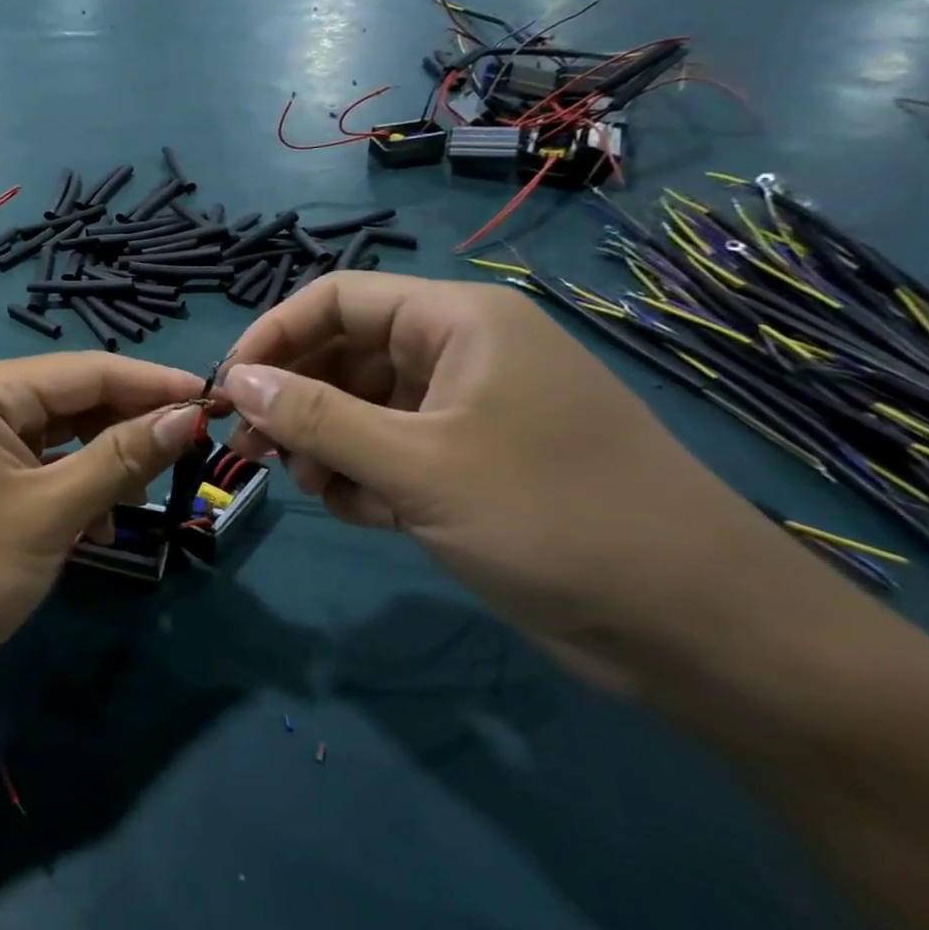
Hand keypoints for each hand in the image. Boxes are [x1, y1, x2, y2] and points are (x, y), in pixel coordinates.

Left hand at [0, 355, 207, 690]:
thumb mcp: (51, 513)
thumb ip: (121, 458)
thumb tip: (188, 416)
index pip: (89, 370)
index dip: (155, 385)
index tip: (217, 399)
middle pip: (75, 397)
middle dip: (129, 427)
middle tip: (185, 457)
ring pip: (60, 431)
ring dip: (103, 462)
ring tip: (136, 502)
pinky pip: (37, 460)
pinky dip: (72, 484)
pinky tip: (97, 524)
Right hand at [219, 273, 798, 690]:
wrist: (700, 630)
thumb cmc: (551, 518)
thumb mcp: (414, 465)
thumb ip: (315, 417)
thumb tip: (236, 380)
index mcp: (457, 321)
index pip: (337, 299)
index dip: (274, 335)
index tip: (228, 387)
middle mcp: (460, 351)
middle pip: (345, 353)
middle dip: (294, 400)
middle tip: (253, 449)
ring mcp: (468, 408)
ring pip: (362, 406)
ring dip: (326, 444)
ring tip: (316, 489)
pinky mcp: (474, 460)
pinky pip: (392, 448)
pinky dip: (364, 476)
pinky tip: (363, 513)